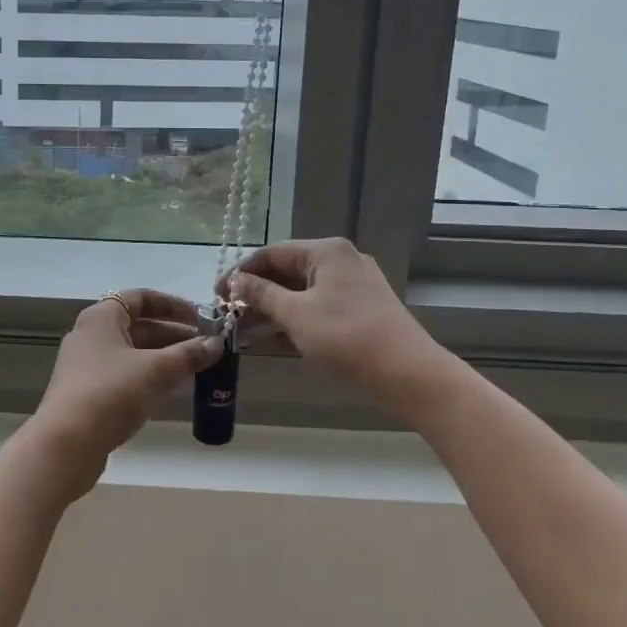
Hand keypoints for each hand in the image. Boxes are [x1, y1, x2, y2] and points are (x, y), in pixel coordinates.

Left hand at [27, 289, 222, 494]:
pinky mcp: (88, 393)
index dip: (173, 305)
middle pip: (138, 325)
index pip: (140, 297)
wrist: (66, 445)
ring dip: (164, 357)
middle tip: (206, 346)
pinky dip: (149, 376)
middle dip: (174, 334)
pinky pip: (125, 374)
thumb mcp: (155, 371)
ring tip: (197, 367)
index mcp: (102, 317)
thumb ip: (188, 355)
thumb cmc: (110, 393)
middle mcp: (91, 335)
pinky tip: (172, 389)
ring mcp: (87, 365)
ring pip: (133, 352)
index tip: (201, 317)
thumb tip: (216, 344)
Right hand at [221, 239, 448, 412]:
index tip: (217, 294)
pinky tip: (271, 340)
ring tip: (242, 330)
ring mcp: (353, 287)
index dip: (241, 272)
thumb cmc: (347, 337)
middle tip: (228, 315)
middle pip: (287, 272)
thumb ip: (262, 295)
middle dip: (256, 293)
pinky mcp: (360, 311)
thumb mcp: (296, 315)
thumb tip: (236, 282)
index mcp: (326, 252)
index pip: (272, 253)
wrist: (409, 375)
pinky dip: (294, 320)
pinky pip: (317, 308)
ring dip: (272, 309)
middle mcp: (340, 261)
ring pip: (301, 292)